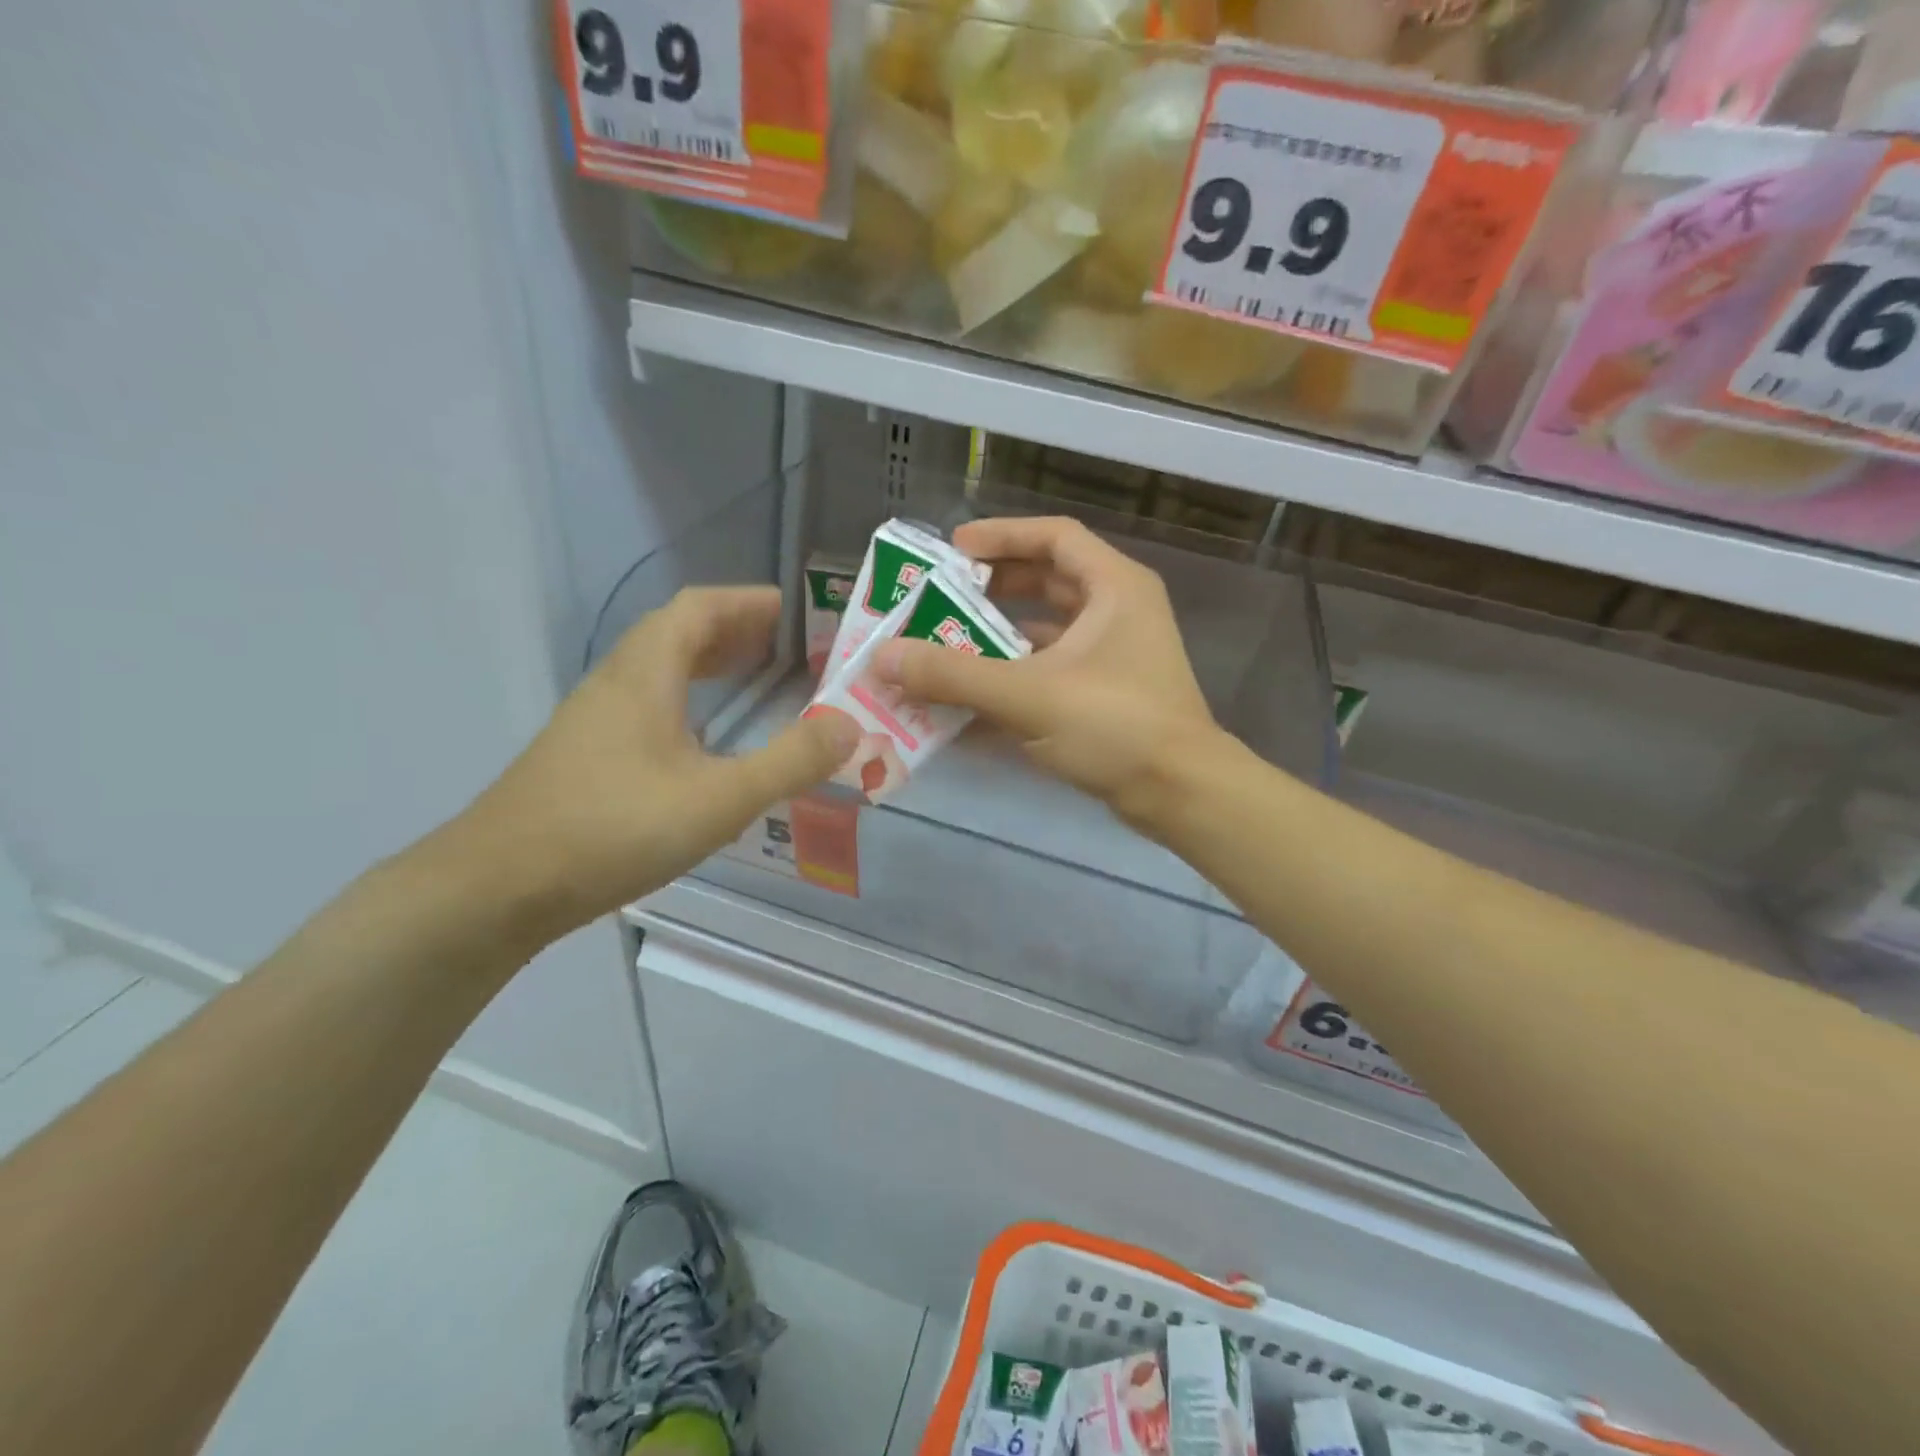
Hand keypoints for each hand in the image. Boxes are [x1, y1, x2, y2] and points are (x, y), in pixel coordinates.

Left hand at [453, 587, 858, 942]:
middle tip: (791, 648)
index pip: (700, 607)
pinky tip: (707, 738)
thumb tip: (852, 726)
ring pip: (661, 669)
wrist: (498, 887)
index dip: (751, 601)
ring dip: (711, 662)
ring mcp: (596, 718)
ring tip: (758, 679)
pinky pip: (649, 703)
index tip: (801, 612)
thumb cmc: (614, 828)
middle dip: (738, 630)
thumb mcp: (720, 797)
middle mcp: (617, 681)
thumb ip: (791, 761)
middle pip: (680, 632)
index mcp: (646, 672)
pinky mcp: (587, 754)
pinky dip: (689, 699)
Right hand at [872, 517, 1221, 827]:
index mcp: (1113, 587)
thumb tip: (882, 657)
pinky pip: (1052, 671)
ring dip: (998, 637)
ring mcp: (1115, 656)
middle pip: (1048, 580)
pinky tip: (972, 698)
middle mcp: (1118, 612)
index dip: (1001, 536)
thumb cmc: (1115, 726)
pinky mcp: (1108, 695)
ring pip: (1048, 631)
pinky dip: (1014, 678)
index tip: (952, 550)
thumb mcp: (1028, 695)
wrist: (1180, 794)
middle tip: (941, 598)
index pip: (1053, 536)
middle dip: (992, 589)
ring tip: (945, 646)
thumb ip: (953, 675)